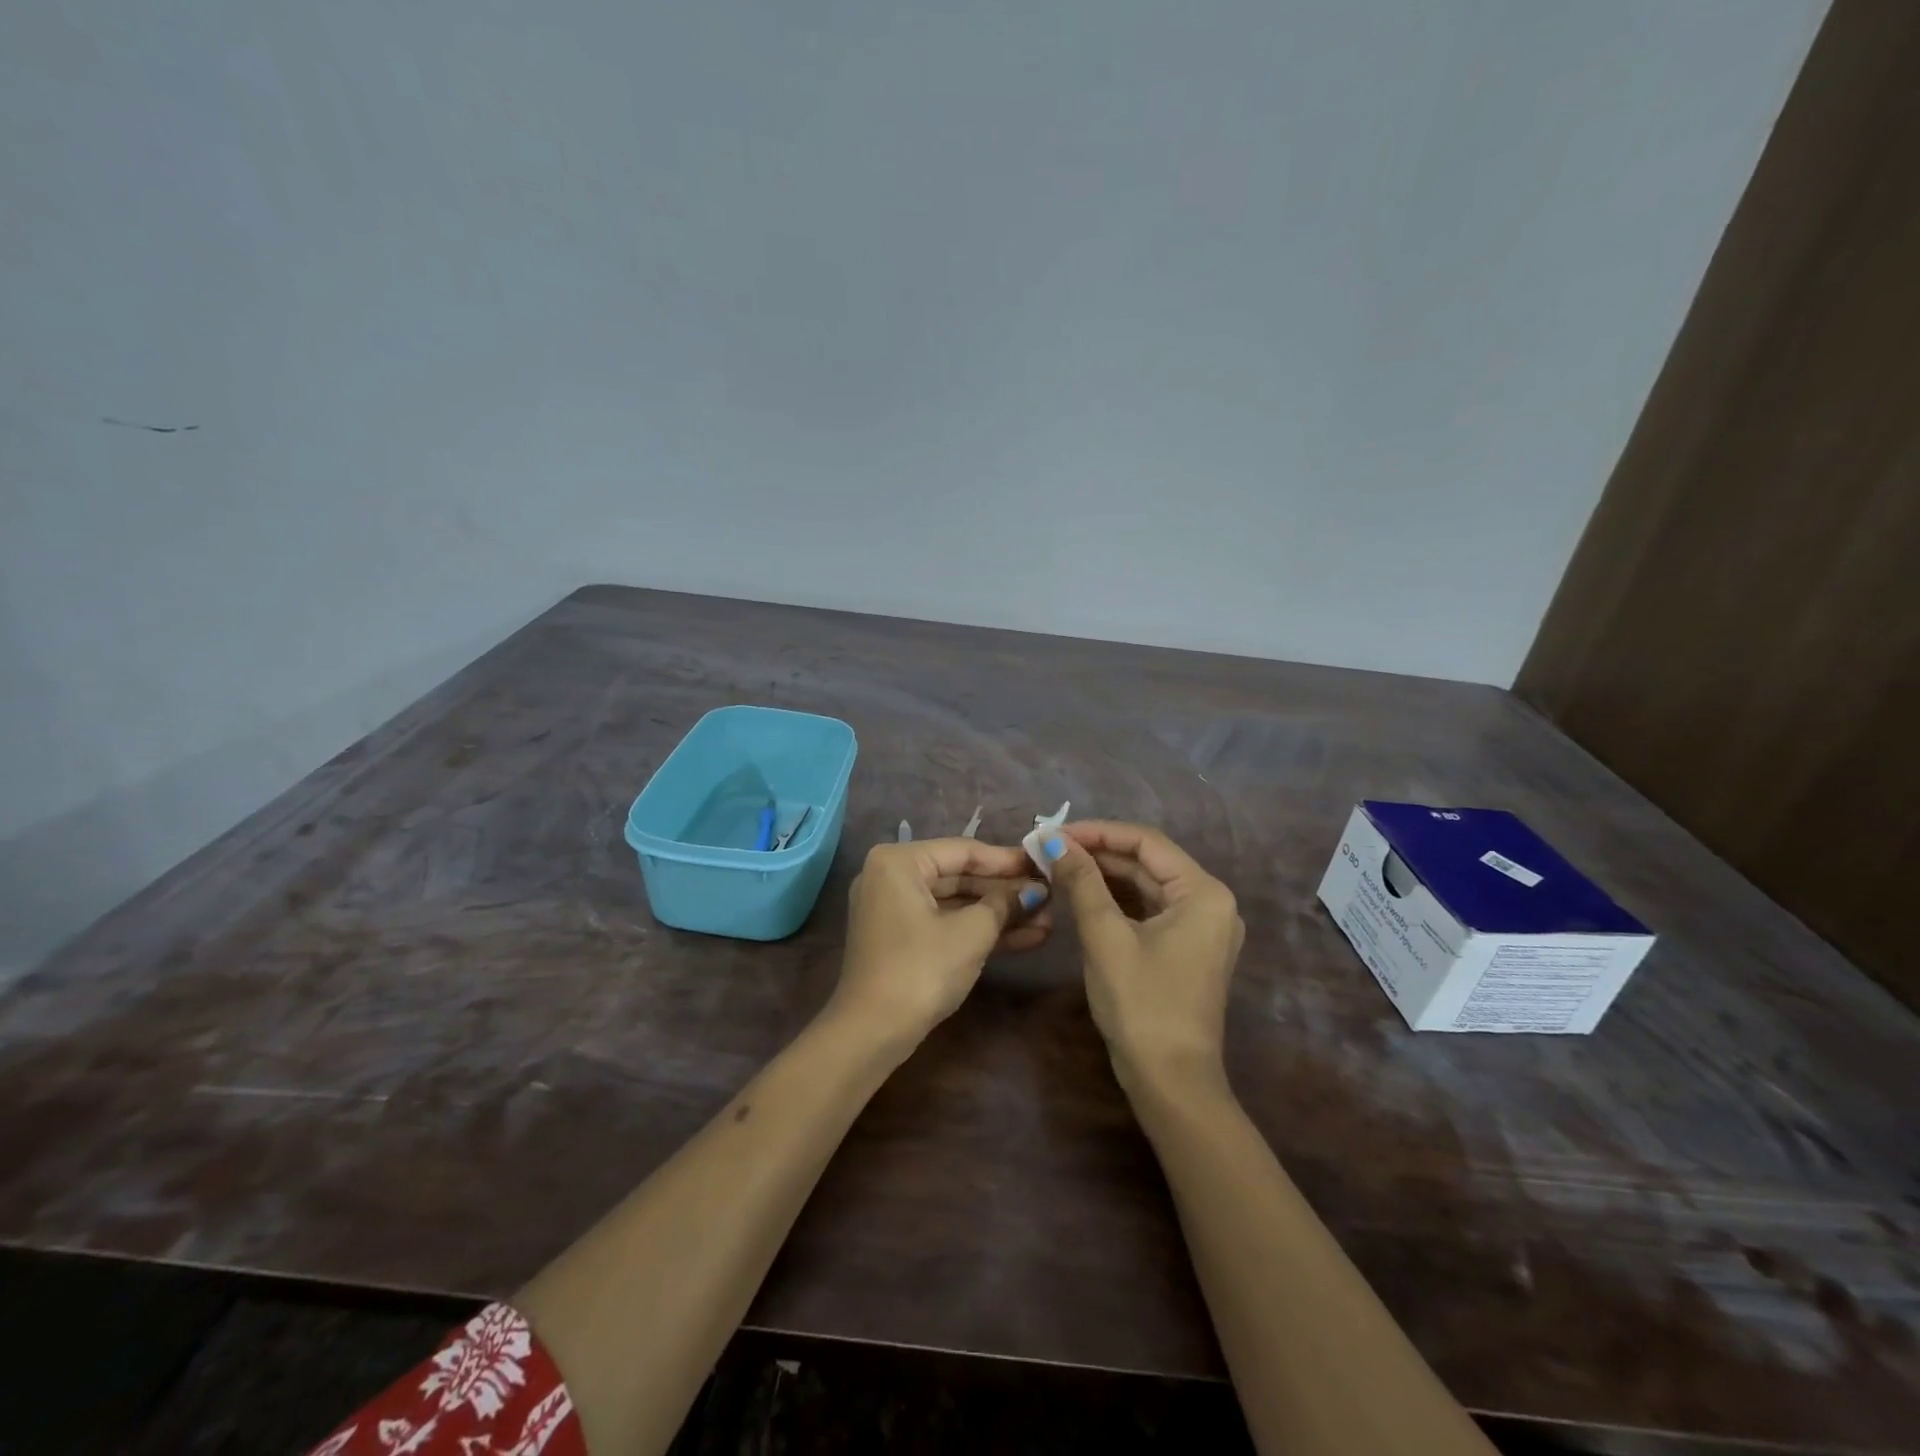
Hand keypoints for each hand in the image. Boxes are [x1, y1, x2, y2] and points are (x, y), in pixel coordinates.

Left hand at [833, 838, 1051, 1042]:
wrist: (872, 1033)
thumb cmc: (922, 969)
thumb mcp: (972, 933)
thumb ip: (1005, 904)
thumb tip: (1036, 890)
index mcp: (899, 861)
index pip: (964, 851)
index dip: (1008, 860)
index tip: (1045, 864)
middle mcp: (891, 876)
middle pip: (960, 876)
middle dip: (1006, 892)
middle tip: (1050, 897)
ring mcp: (894, 908)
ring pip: (956, 903)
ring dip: (999, 914)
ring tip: (1046, 921)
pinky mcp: (901, 937)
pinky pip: (945, 922)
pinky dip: (978, 930)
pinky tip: (1024, 938)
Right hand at [1040, 821, 1243, 1094]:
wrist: (1170, 1082)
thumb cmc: (1141, 1004)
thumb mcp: (1105, 937)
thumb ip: (1081, 882)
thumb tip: (1052, 841)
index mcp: (1203, 893)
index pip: (1146, 842)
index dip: (1098, 832)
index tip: (1054, 833)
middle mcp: (1211, 902)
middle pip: (1148, 862)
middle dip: (1098, 853)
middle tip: (1049, 850)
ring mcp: (1201, 928)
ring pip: (1147, 885)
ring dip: (1104, 875)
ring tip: (1058, 866)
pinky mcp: (1187, 948)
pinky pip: (1149, 909)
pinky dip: (1117, 900)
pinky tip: (1082, 894)